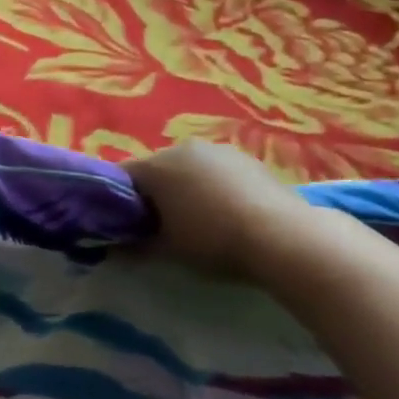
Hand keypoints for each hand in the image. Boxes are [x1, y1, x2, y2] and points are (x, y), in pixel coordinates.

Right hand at [126, 141, 307, 278]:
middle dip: (154, 194)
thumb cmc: (213, 241)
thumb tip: (113, 249)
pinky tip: (228, 214)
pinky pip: (217, 172)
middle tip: (162, 226)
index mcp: (155, 166)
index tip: (126, 225)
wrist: (285, 238)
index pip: (121, 177)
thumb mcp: (167, 251)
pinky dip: (214, 188)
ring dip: (186, 189)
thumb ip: (135, 246)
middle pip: (156, 169)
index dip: (118, 201)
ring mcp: (218, 150)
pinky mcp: (248, 159)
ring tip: (199, 222)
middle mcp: (182, 148)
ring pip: (188, 169)